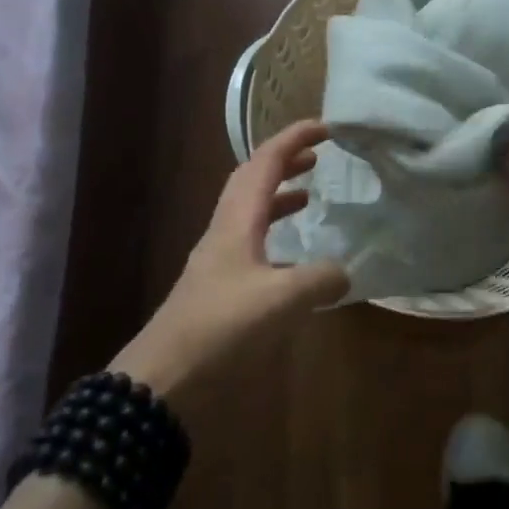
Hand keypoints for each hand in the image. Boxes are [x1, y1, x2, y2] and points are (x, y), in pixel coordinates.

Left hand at [112, 121, 348, 393]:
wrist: (163, 381)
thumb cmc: (220, 329)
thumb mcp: (281, 301)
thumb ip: (319, 280)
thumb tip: (344, 272)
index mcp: (236, 222)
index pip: (265, 164)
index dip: (293, 139)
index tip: (325, 126)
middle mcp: (224, 233)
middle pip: (251, 181)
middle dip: (283, 162)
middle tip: (316, 157)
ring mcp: (218, 261)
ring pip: (249, 213)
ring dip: (277, 197)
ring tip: (308, 198)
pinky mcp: (217, 290)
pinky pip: (251, 246)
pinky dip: (275, 237)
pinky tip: (294, 262)